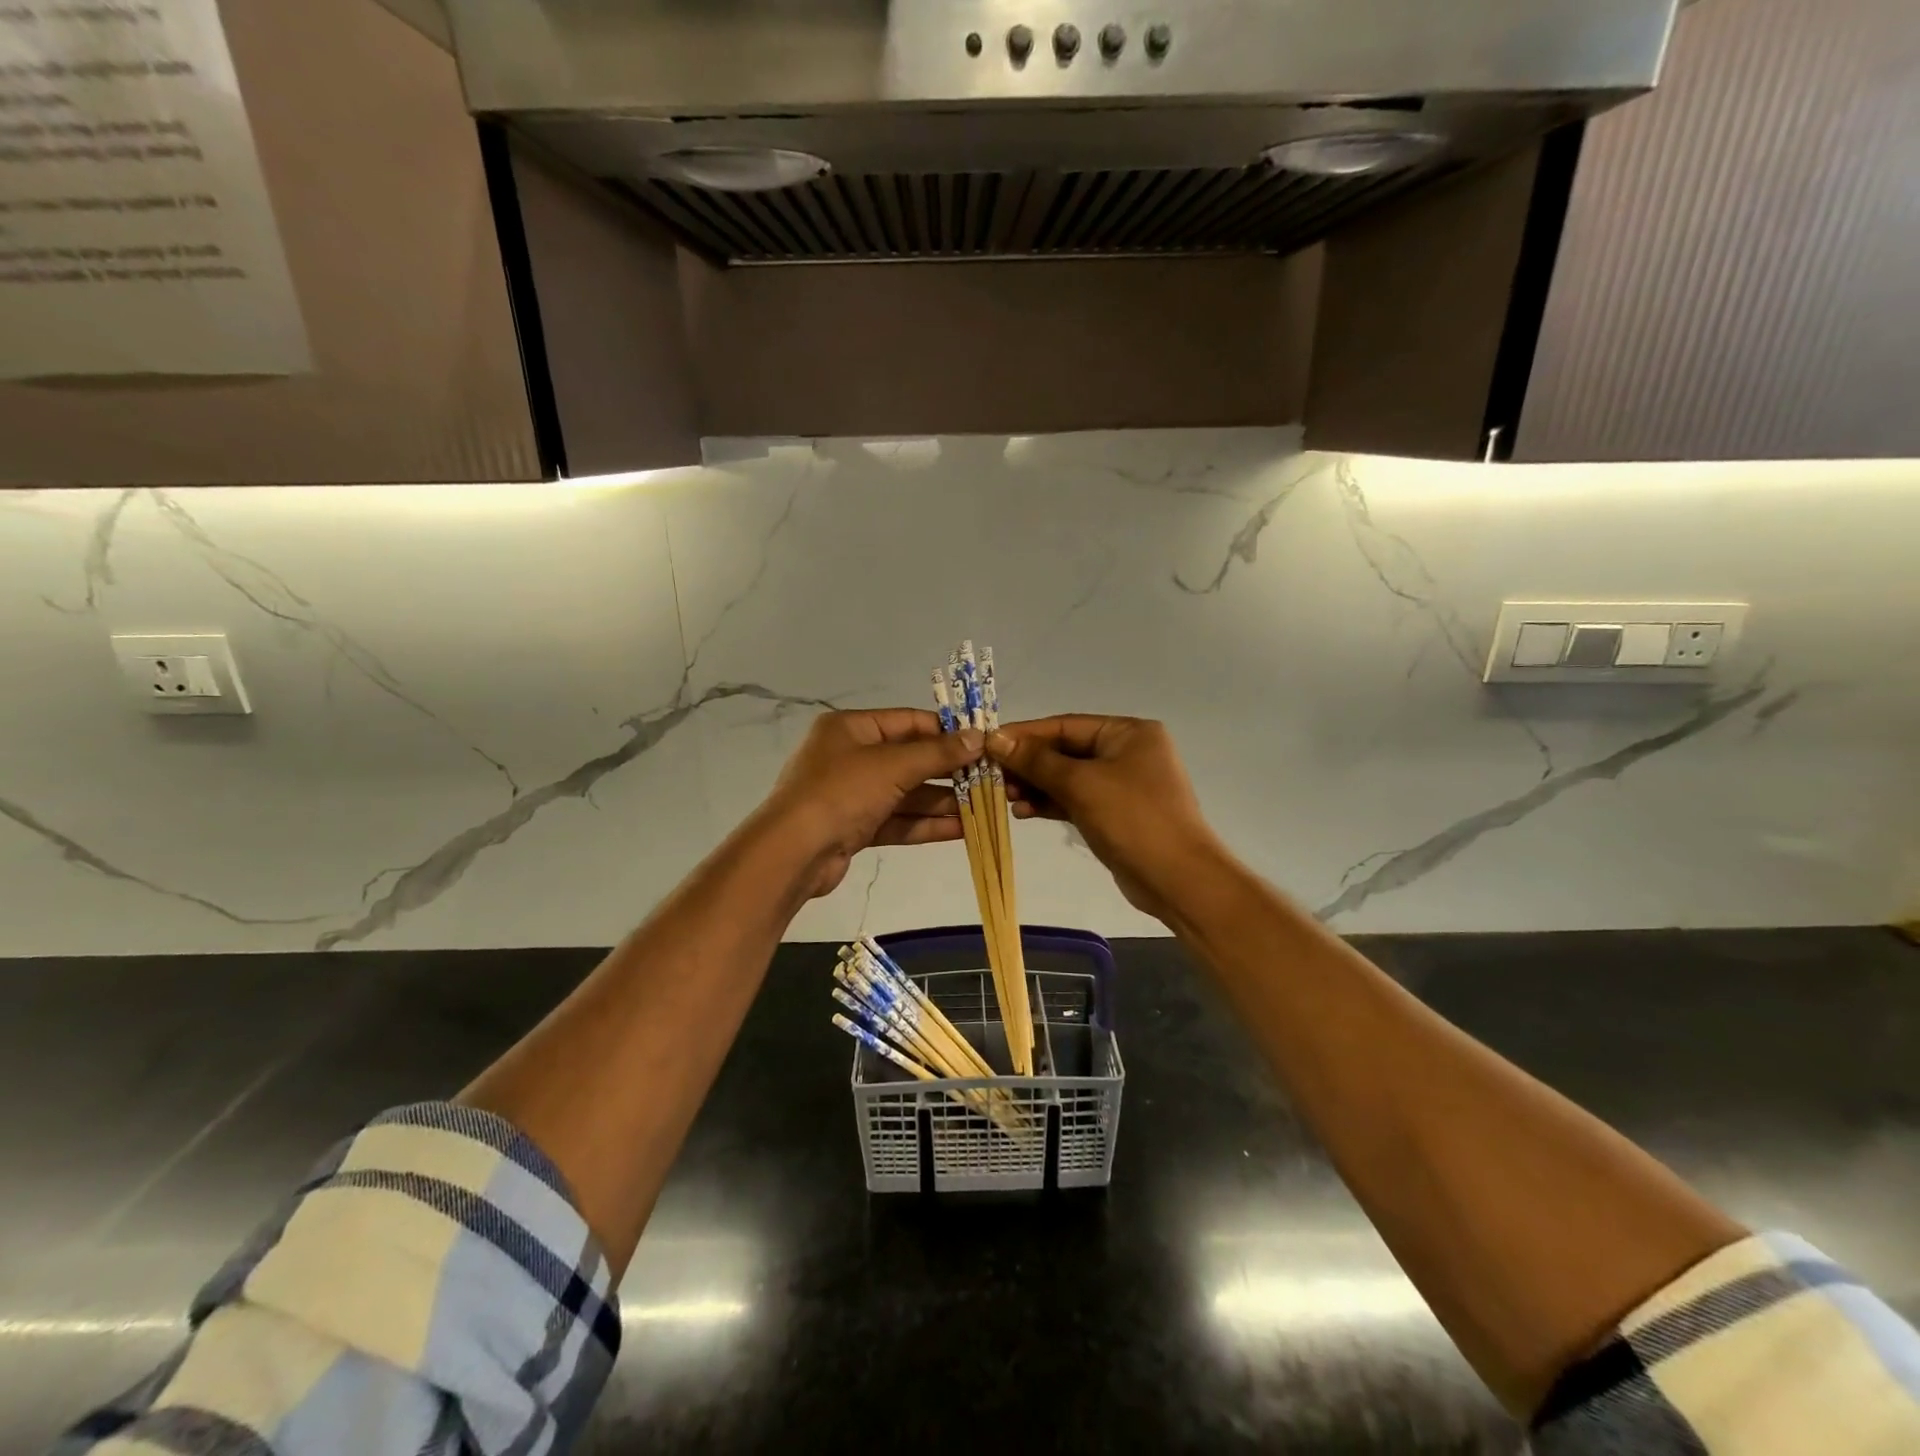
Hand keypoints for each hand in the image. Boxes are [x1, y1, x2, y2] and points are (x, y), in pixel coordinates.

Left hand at [759, 709, 981, 899]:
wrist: (793, 853)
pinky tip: (962, 830)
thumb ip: (937, 753)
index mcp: (851, 728)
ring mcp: (852, 794)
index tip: (982, 743)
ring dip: (942, 802)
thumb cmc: (841, 792)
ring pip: (906, 794)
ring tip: (984, 808)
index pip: (908, 722)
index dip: (946, 732)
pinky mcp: (854, 827)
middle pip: (909, 760)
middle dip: (948, 772)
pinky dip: (926, 824)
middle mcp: (850, 756)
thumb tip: (978, 737)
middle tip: (989, 780)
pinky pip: (897, 820)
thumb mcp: (893, 766)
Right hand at [987, 715, 1226, 921]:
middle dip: (1028, 764)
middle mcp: (1126, 752)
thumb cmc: (1133, 819)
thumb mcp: (1082, 784)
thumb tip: (996, 738)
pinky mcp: (1114, 814)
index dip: (1025, 735)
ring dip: (1035, 786)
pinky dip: (1050, 803)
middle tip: (992, 776)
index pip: (1065, 725)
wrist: (1178, 879)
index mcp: (1128, 732)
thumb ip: (1037, 760)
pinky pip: (1075, 800)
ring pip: (1067, 778)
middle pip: (1065, 751)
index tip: (987, 744)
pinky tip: (1023, 811)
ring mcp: (1121, 785)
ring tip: (1004, 797)